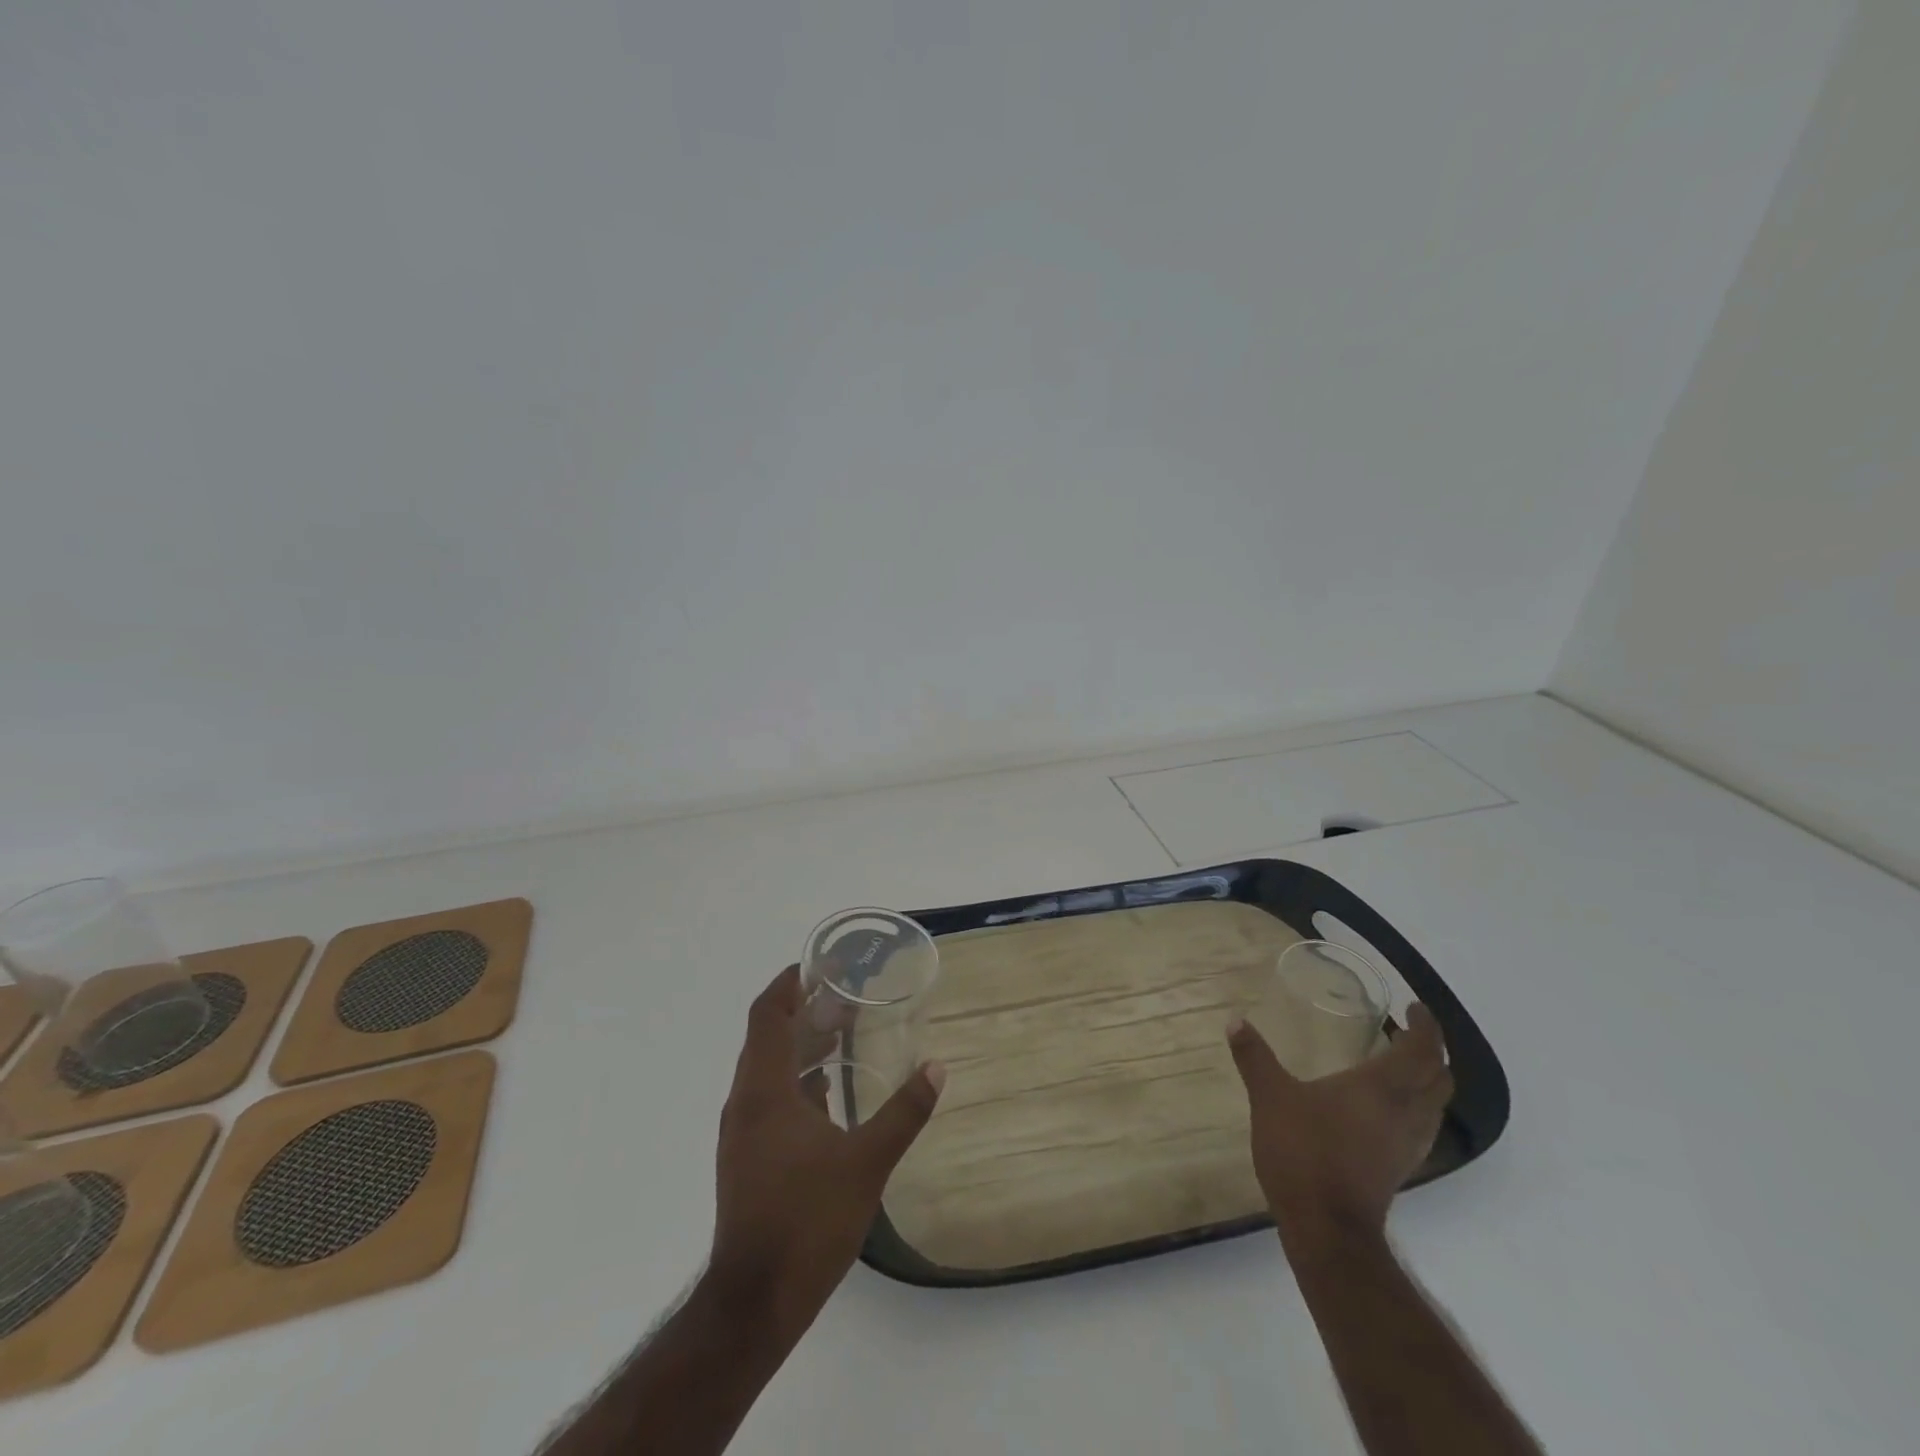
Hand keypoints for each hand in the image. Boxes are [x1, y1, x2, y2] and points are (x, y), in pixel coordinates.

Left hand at [707, 965, 944, 1338]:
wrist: (754, 1304)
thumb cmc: (806, 1222)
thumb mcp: (866, 1163)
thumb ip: (903, 1112)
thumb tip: (936, 1067)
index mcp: (764, 1091)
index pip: (767, 1015)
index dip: (789, 983)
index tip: (820, 966)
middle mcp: (746, 1103)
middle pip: (767, 1037)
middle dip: (803, 1011)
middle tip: (844, 995)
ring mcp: (743, 1133)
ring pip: (768, 1069)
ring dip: (801, 1046)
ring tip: (842, 1033)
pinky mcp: (747, 1158)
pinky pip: (770, 1099)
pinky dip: (798, 1081)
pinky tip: (830, 1093)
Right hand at [1227, 1004, 1451, 1240]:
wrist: (1327, 1229)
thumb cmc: (1304, 1152)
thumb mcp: (1270, 1097)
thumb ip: (1255, 1057)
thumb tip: (1235, 1021)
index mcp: (1382, 1088)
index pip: (1422, 1050)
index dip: (1425, 1026)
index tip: (1413, 1008)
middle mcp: (1405, 1112)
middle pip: (1440, 1078)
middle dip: (1431, 1051)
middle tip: (1406, 1032)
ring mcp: (1407, 1144)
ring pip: (1434, 1105)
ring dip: (1427, 1080)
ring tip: (1398, 1064)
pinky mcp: (1400, 1168)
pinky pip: (1421, 1126)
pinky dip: (1414, 1106)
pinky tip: (1385, 1108)